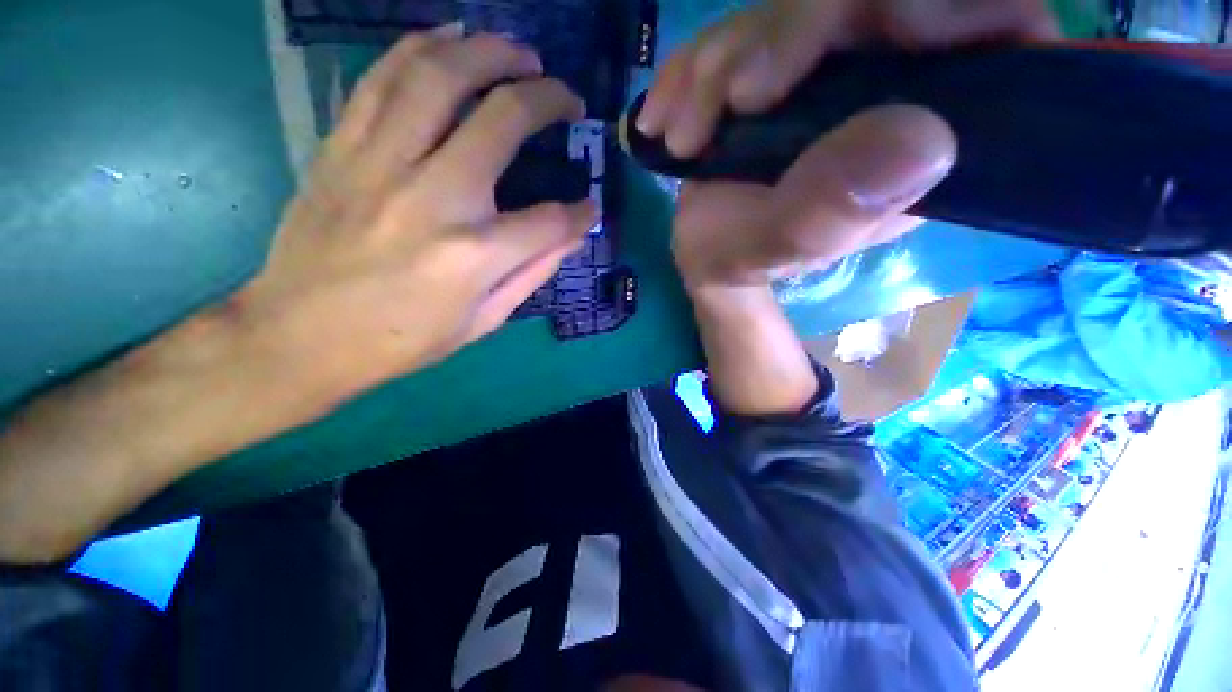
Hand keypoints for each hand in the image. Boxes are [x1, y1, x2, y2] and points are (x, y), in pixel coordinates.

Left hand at [236, 27, 593, 402]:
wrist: (300, 335)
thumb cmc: (403, 340)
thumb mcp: (484, 320)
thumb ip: (533, 273)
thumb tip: (572, 235)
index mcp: (475, 255)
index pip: (550, 219)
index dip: (580, 213)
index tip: (589, 208)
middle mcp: (434, 196)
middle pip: (504, 119)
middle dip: (547, 99)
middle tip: (567, 98)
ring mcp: (381, 163)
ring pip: (440, 75)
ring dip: (489, 52)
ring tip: (518, 53)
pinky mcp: (342, 149)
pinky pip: (383, 77)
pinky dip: (422, 48)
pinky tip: (450, 40)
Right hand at [642, 0, 1055, 292]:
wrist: (707, 251)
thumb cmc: (743, 259)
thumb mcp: (779, 249)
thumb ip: (833, 211)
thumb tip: (924, 137)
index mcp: (922, 138)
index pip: (991, 26)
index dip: (938, 7)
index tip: (845, 41)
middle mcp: (889, 87)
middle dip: (782, 34)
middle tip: (729, 99)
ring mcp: (830, 70)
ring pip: (789, 8)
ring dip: (719, 63)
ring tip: (683, 137)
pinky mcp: (778, 65)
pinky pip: (738, 31)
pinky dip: (691, 67)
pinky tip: (664, 118)